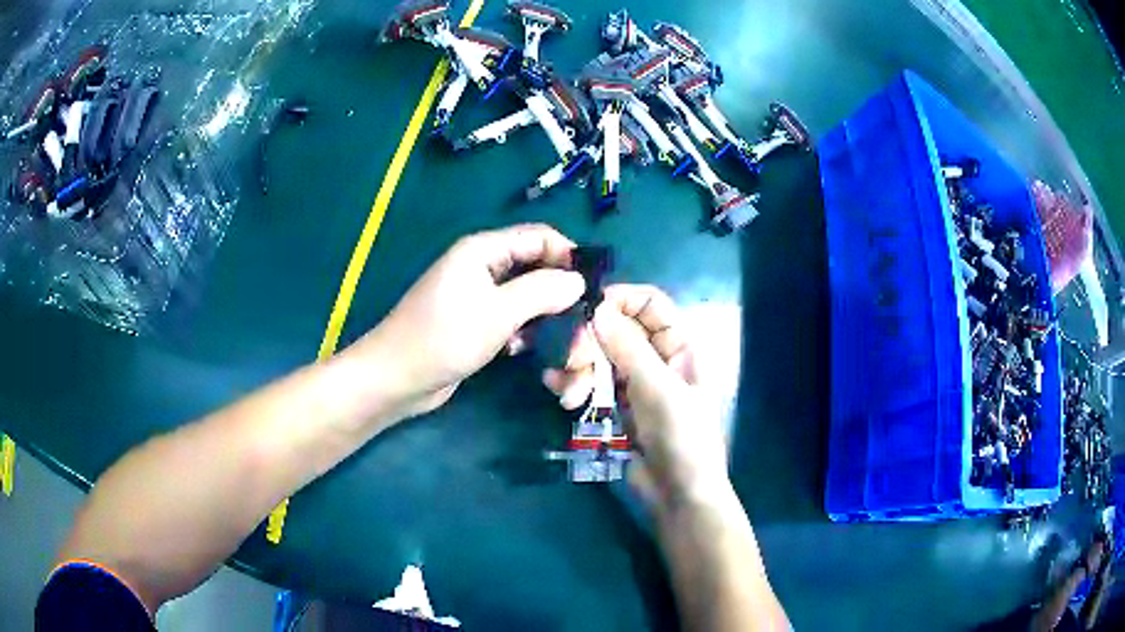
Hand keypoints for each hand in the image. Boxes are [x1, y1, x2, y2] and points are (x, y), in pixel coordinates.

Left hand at [353, 224, 584, 419]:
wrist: (396, 378)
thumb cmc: (443, 338)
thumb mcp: (497, 312)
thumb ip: (541, 292)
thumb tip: (578, 280)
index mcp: (483, 250)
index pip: (538, 237)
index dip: (568, 255)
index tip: (593, 285)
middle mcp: (482, 266)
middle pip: (534, 266)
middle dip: (558, 290)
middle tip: (580, 318)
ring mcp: (477, 295)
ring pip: (525, 295)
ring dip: (543, 314)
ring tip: (558, 339)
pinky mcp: (475, 322)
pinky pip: (511, 316)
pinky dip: (523, 329)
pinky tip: (522, 348)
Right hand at [544, 285, 729, 513]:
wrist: (678, 495)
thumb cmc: (683, 438)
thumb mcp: (659, 391)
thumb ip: (628, 348)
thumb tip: (598, 308)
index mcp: (679, 347)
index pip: (651, 304)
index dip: (621, 299)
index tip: (588, 309)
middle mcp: (656, 358)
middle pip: (617, 329)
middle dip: (591, 342)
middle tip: (572, 362)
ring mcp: (634, 383)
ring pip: (599, 356)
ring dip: (579, 369)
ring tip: (569, 397)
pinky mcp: (616, 406)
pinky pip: (591, 383)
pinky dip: (573, 383)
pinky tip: (557, 391)